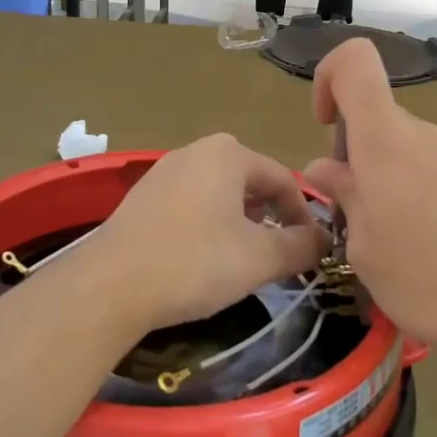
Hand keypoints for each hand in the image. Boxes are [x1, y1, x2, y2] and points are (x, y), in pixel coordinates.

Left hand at [86, 135, 327, 338]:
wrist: (111, 285)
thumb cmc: (195, 263)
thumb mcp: (260, 258)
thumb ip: (301, 245)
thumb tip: (325, 240)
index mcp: (228, 153)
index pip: (283, 178)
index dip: (303, 215)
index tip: (311, 249)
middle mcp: (195, 151)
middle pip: (249, 182)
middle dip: (270, 217)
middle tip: (278, 255)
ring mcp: (163, 171)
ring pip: (218, 193)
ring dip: (239, 222)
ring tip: (242, 259)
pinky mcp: (141, 197)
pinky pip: (190, 204)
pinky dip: (207, 225)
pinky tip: (202, 258)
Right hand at [301, 39, 436, 368]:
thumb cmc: (427, 279)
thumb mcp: (364, 247)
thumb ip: (344, 197)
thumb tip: (328, 168)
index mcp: (386, 140)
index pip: (355, 62)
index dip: (329, 79)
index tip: (325, 129)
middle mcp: (425, 134)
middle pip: (378, 119)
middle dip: (355, 156)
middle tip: (356, 217)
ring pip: (406, 150)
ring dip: (387, 181)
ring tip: (395, 243)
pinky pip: (435, 171)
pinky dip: (419, 195)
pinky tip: (433, 249)